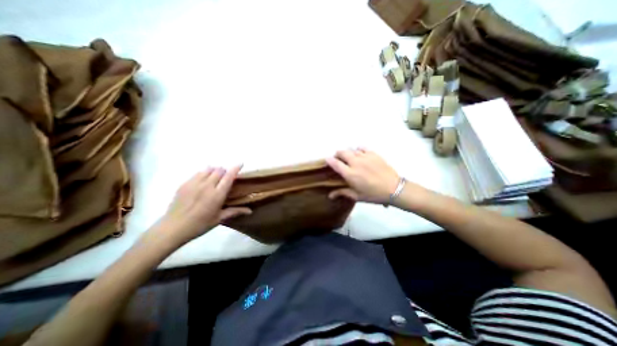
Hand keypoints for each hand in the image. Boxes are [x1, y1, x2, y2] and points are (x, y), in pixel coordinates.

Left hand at [157, 166, 249, 244]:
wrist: (173, 228)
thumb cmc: (200, 225)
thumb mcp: (219, 219)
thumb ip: (235, 211)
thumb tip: (250, 211)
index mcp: (217, 195)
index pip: (228, 177)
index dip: (235, 168)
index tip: (241, 163)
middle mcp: (207, 186)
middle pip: (219, 170)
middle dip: (225, 171)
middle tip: (226, 178)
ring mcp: (194, 184)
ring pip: (208, 169)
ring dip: (215, 171)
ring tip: (215, 178)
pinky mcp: (185, 184)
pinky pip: (197, 173)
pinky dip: (204, 173)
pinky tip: (203, 181)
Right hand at [327, 148, 399, 203]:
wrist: (394, 189)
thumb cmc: (373, 194)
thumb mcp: (357, 196)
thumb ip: (342, 193)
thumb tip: (329, 196)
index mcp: (350, 174)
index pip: (336, 164)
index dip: (329, 160)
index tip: (327, 159)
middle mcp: (356, 163)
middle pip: (342, 152)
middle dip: (338, 154)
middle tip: (338, 159)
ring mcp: (365, 157)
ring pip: (352, 150)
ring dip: (348, 153)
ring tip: (350, 158)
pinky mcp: (373, 154)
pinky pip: (362, 147)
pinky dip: (359, 149)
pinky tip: (360, 154)